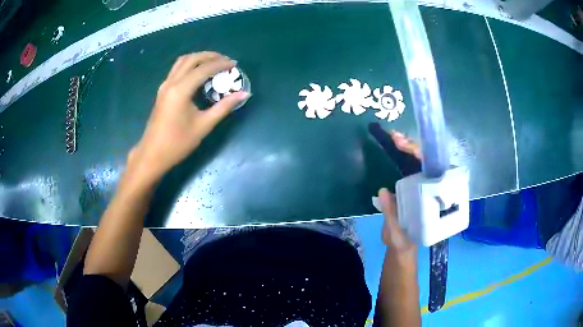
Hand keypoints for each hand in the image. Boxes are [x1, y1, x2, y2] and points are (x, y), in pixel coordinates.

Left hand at [127, 52, 249, 185]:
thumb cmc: (177, 143)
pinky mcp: (162, 91)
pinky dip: (190, 65)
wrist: (152, 155)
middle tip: (225, 60)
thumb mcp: (203, 125)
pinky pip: (177, 70)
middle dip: (210, 56)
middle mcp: (171, 82)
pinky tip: (198, 73)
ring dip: (198, 58)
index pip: (204, 68)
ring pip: (182, 62)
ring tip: (213, 63)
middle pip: (191, 59)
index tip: (235, 65)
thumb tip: (244, 94)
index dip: (221, 64)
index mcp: (181, 90)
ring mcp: (164, 86)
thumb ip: (224, 107)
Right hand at [379, 131, 420, 253]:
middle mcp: (430, 187)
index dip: (421, 156)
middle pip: (425, 161)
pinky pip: (407, 166)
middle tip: (395, 137)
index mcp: (433, 198)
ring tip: (392, 136)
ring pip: (417, 161)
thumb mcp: (398, 233)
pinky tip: (391, 144)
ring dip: (406, 147)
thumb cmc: (404, 241)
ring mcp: (420, 184)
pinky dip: (399, 154)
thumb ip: (391, 215)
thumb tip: (384, 191)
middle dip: (412, 147)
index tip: (407, 147)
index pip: (432, 171)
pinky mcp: (410, 184)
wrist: (401, 245)